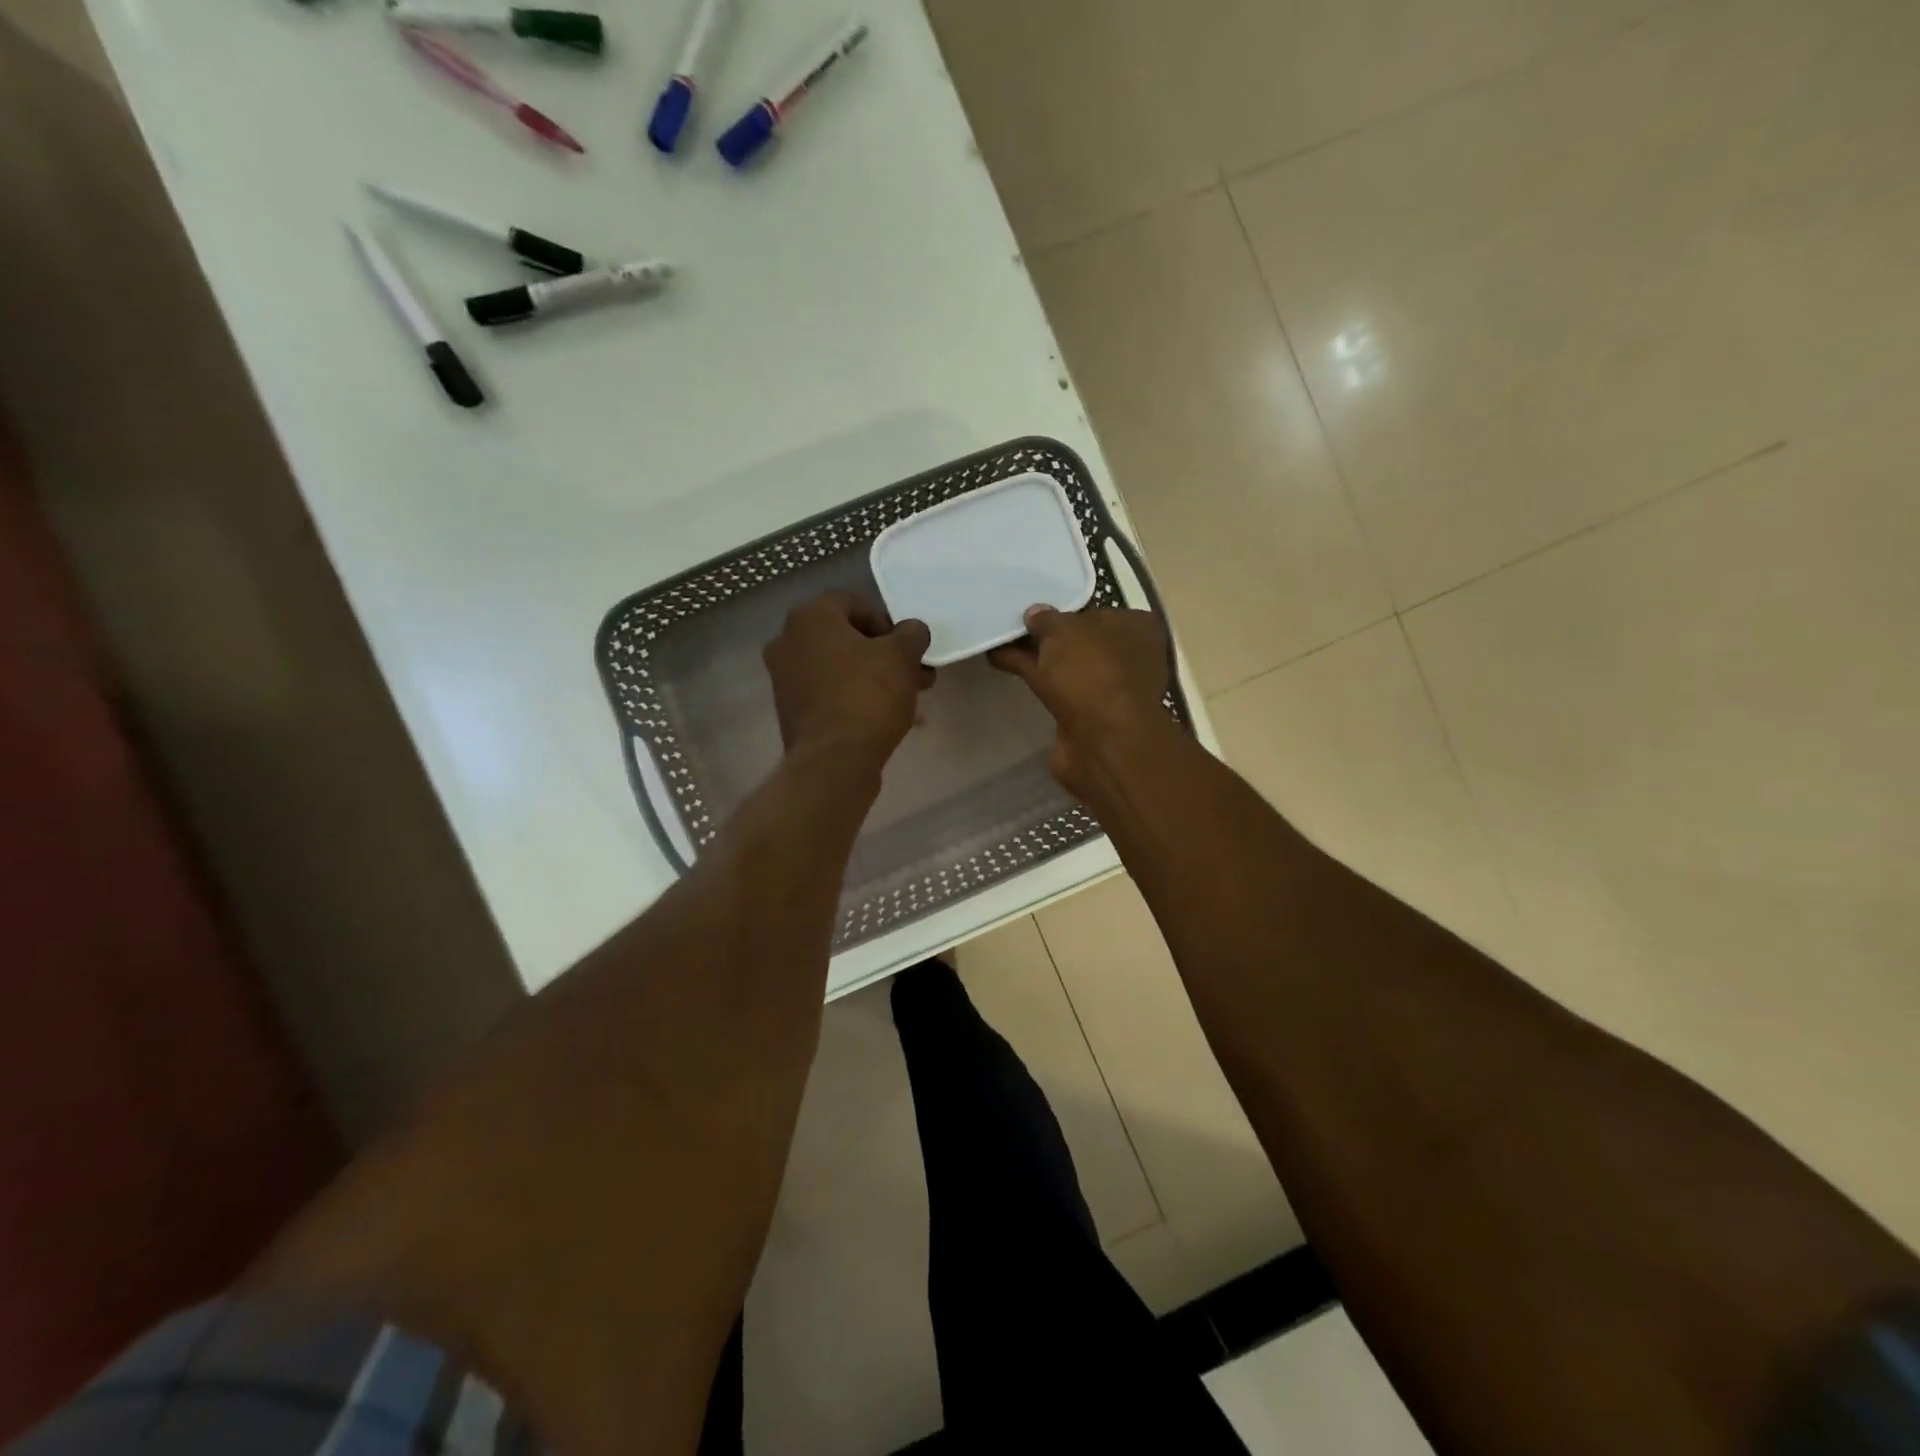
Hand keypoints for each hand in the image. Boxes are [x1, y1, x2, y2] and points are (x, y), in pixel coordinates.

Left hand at [763, 592, 933, 766]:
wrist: (834, 762)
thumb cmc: (867, 696)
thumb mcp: (901, 657)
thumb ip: (911, 634)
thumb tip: (912, 631)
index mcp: (809, 618)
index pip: (853, 604)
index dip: (887, 623)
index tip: (908, 649)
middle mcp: (788, 642)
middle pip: (846, 638)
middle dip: (885, 655)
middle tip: (916, 675)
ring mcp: (785, 679)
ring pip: (840, 668)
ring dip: (874, 678)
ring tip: (909, 700)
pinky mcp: (791, 711)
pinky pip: (829, 694)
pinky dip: (855, 698)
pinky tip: (884, 718)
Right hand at [988, 606, 1170, 794]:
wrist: (1101, 740)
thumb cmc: (1091, 671)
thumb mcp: (1064, 631)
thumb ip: (1047, 620)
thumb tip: (1035, 614)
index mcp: (1135, 628)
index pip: (1099, 612)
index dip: (1067, 610)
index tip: (1036, 611)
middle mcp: (1128, 657)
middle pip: (1080, 640)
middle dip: (1048, 636)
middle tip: (1012, 624)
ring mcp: (1108, 689)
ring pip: (1066, 665)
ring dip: (1037, 657)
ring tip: (998, 641)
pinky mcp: (1087, 715)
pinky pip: (1055, 686)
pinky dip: (1033, 676)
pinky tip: (1002, 662)